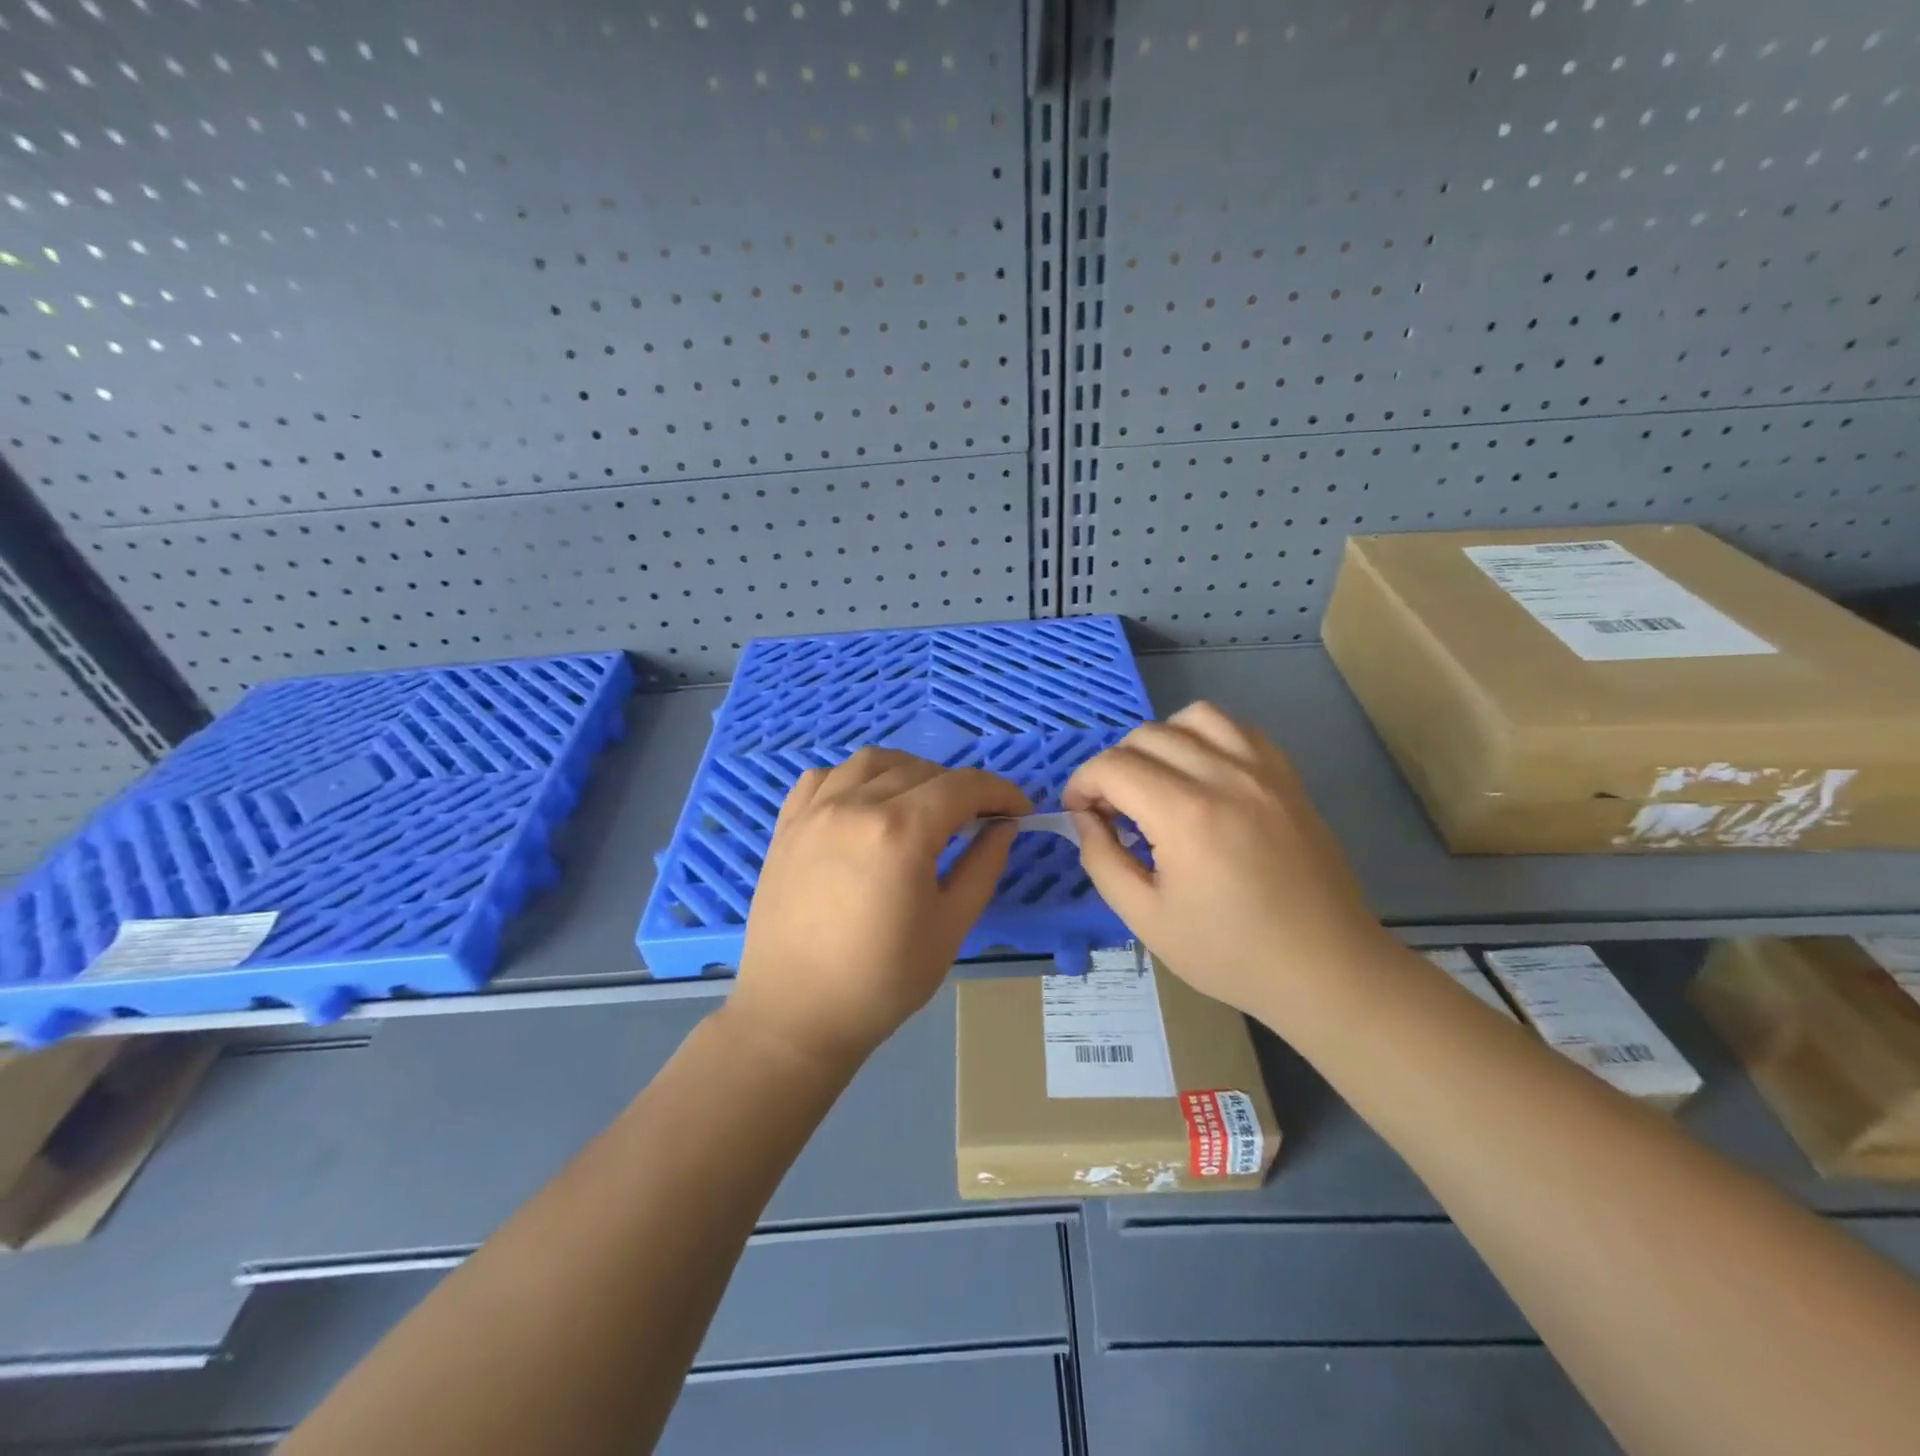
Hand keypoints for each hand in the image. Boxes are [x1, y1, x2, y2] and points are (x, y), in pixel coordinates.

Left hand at [728, 747, 1031, 1065]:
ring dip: (910, 772)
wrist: (795, 1015)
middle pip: (922, 771)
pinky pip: (826, 777)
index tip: (1019, 811)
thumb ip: (983, 867)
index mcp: (900, 832)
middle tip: (977, 819)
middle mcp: (855, 805)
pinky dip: (856, 779)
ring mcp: (815, 810)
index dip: (1000, 792)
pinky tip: (866, 805)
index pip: (963, 787)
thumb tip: (1003, 828)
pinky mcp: (788, 825)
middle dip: (961, 788)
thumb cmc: (882, 981)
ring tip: (923, 804)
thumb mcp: (950, 927)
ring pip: (872, 762)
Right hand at [1063, 701, 1389, 1023]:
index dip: (1082, 784)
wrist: (1327, 969)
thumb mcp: (1146, 919)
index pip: (1112, 766)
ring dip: (1160, 741)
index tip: (1080, 814)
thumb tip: (1085, 818)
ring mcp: (1262, 771)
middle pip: (1146, 735)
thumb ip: (1102, 860)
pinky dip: (1206, 738)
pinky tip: (1202, 775)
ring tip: (1158, 783)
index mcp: (1185, 815)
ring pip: (1193, 717)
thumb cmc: (1231, 954)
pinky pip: (1237, 728)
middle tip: (1114, 810)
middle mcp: (1224, 776)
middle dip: (1114, 766)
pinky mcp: (1287, 776)